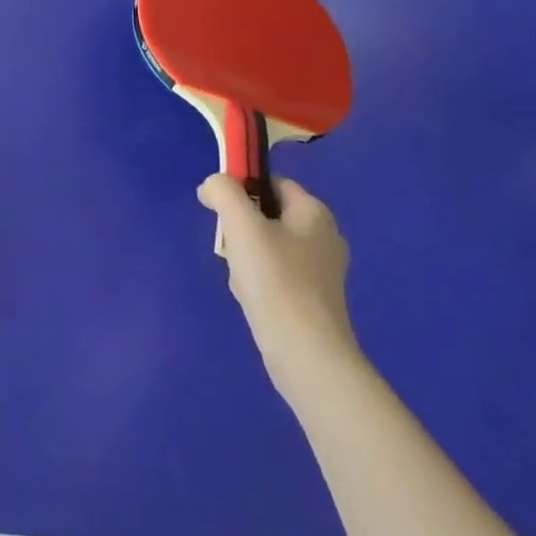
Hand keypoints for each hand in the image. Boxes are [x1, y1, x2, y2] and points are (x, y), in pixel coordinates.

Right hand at [198, 175, 362, 401]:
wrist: (305, 353)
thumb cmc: (275, 279)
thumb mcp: (241, 224)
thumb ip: (222, 191)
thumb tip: (212, 186)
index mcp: (314, 213)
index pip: (271, 182)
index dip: (242, 187)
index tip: (219, 208)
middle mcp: (323, 236)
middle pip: (266, 214)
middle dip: (240, 227)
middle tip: (231, 246)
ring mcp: (320, 270)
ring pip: (266, 245)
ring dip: (244, 255)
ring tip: (240, 276)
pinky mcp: (312, 298)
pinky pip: (274, 273)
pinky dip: (256, 279)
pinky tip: (250, 295)